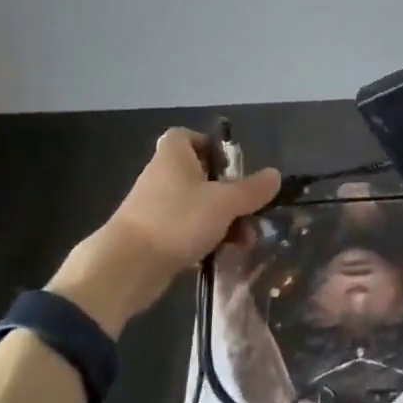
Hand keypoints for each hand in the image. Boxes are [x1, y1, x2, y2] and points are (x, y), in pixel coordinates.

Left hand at [48, 129, 280, 335]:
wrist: (127, 266)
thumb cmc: (177, 220)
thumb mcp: (224, 203)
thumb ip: (251, 190)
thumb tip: (275, 175)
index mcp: (174, 157)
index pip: (186, 137)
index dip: (209, 146)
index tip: (231, 167)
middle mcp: (162, 178)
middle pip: (200, 177)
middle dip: (230, 196)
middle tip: (250, 213)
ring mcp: (156, 209)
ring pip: (197, 208)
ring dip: (224, 222)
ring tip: (244, 243)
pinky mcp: (154, 237)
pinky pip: (186, 231)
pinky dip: (205, 240)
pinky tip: (221, 255)